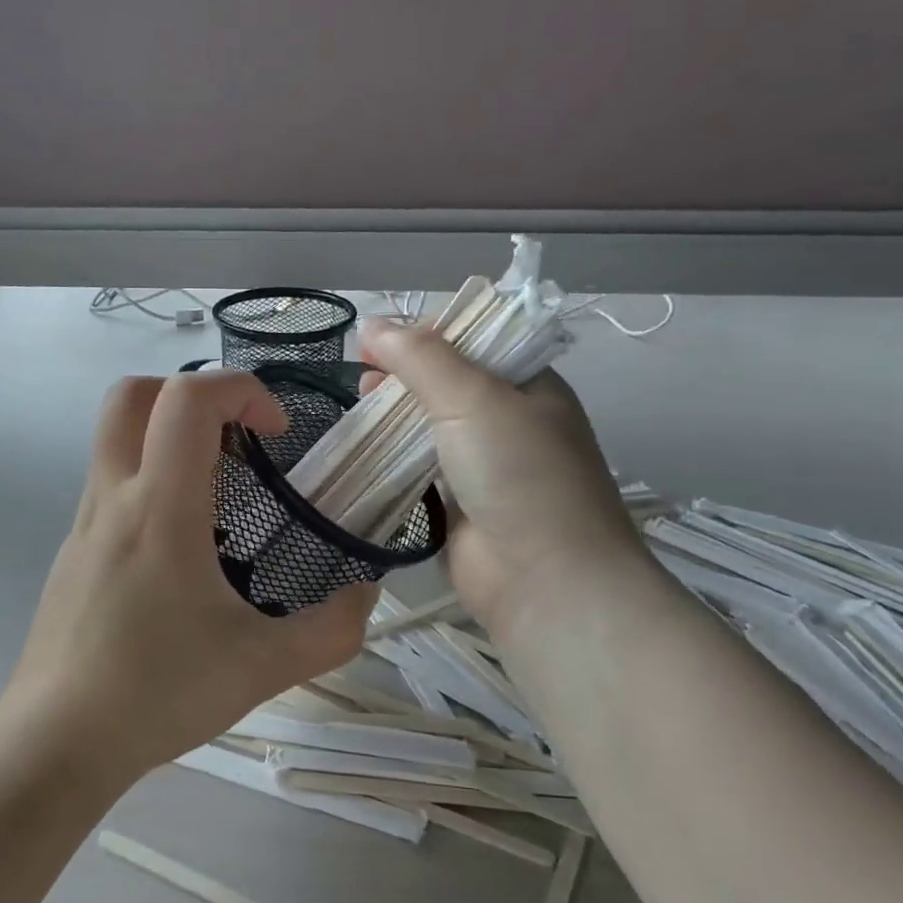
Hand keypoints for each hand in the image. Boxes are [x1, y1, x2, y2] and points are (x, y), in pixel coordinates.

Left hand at [8, 371, 375, 778]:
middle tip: (237, 440)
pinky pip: (111, 482)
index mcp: (160, 507)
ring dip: (168, 436)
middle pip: (133, 394)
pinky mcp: (72, 550)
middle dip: (192, 393)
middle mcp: (114, 498)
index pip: (188, 398)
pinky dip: (150, 478)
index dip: (241, 389)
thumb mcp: (264, 667)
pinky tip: (183, 546)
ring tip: (220, 493)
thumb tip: (366, 596)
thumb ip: (332, 631)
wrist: (56, 742)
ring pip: (114, 435)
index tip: (276, 432)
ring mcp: (83, 522)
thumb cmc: (158, 693)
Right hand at [358, 318, 648, 639]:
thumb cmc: (517, 473)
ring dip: (396, 415)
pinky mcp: (460, 504)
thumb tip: (371, 324)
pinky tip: (364, 449)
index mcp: (531, 385)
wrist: (544, 579)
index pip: (477, 340)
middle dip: (405, 373)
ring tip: (358, 405)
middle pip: (449, 383)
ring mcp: (486, 466)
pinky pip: (421, 468)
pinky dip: (394, 456)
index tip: (381, 338)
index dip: (428, 333)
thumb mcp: (472, 398)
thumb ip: (420, 357)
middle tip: (364, 375)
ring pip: (432, 426)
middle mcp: (511, 421)